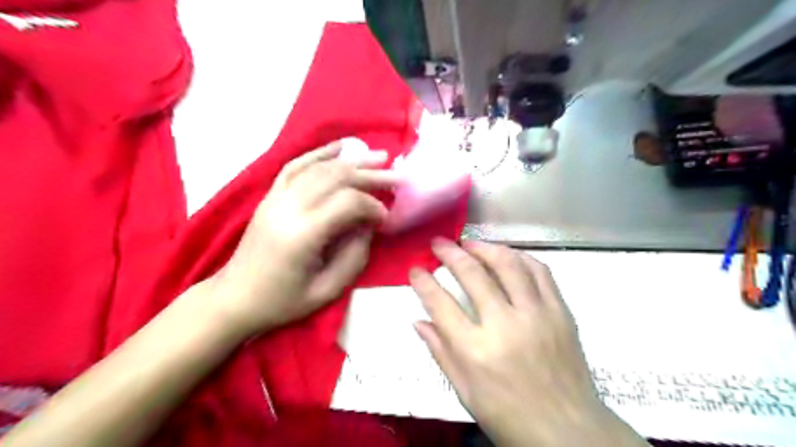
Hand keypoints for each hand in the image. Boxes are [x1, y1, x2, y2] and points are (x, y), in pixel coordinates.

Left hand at [210, 141, 398, 337]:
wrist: (234, 297)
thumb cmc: (282, 301)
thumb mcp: (327, 290)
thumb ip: (354, 255)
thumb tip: (369, 224)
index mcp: (302, 234)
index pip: (346, 202)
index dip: (372, 205)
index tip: (386, 217)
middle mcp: (287, 207)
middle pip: (335, 177)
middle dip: (369, 175)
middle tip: (396, 176)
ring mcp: (276, 197)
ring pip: (319, 167)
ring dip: (352, 161)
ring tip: (378, 156)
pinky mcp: (270, 195)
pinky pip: (296, 165)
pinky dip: (320, 153)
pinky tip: (340, 147)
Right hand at [411, 241, 645, 446]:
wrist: (568, 431)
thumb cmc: (509, 415)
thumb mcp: (465, 391)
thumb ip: (440, 352)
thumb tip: (418, 322)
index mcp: (476, 351)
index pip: (440, 304)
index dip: (423, 282)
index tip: (415, 269)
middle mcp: (505, 325)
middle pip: (473, 274)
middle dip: (450, 253)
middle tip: (439, 243)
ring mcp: (536, 315)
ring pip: (508, 264)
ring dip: (485, 247)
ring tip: (470, 243)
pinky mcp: (560, 312)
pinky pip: (540, 272)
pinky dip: (520, 257)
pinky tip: (507, 255)